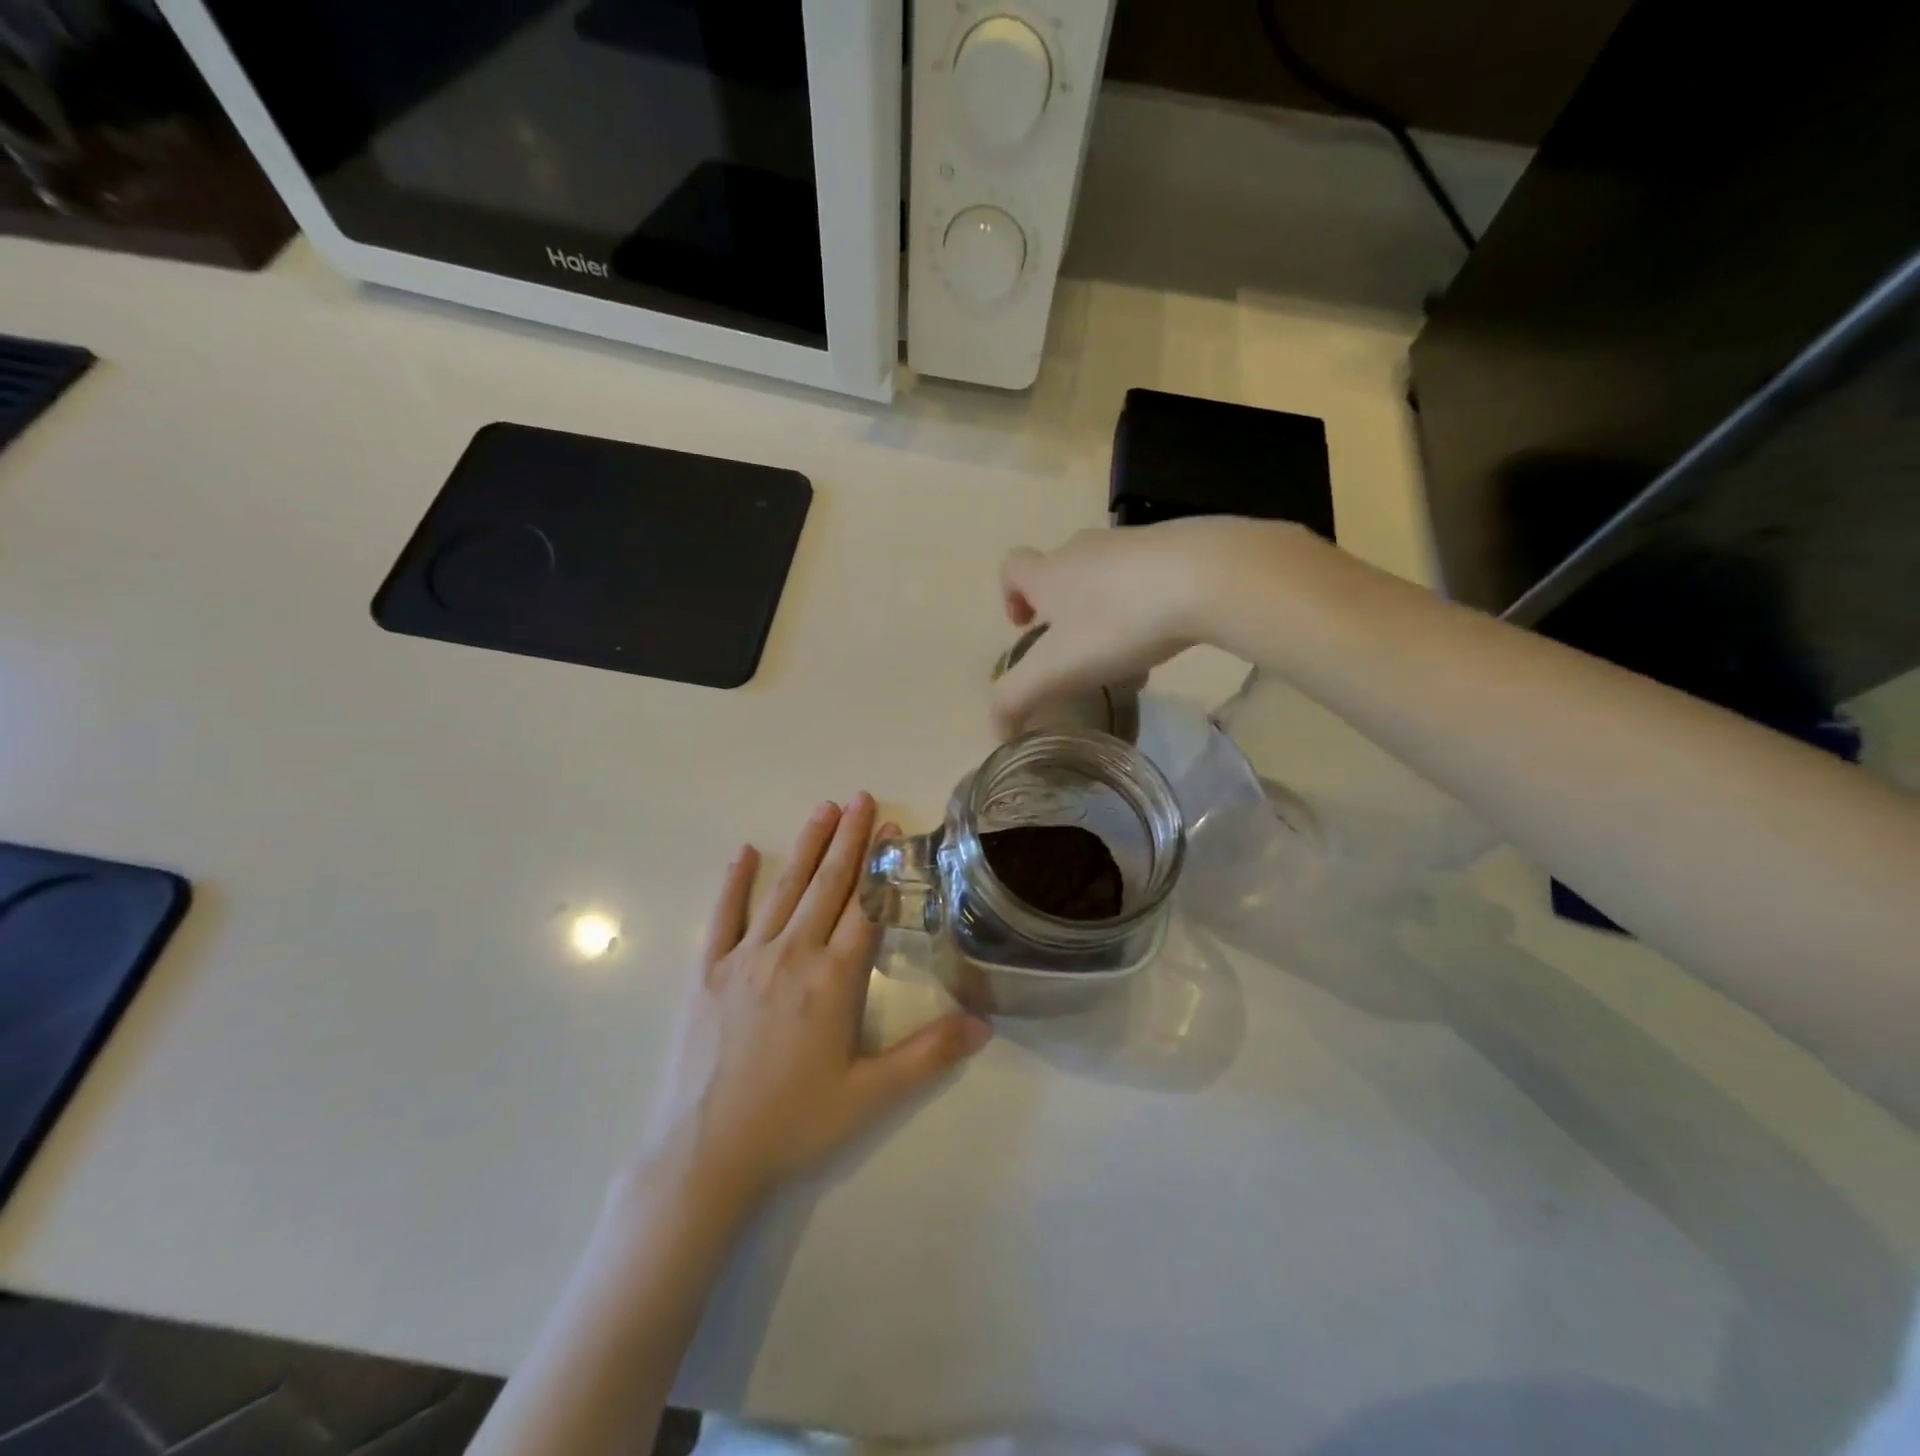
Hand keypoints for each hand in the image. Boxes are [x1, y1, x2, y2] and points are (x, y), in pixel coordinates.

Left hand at [634, 793, 991, 1220]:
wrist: (704, 1156)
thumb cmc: (792, 1124)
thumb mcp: (870, 1096)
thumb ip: (929, 1055)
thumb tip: (985, 1023)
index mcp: (832, 979)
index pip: (866, 907)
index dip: (882, 866)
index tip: (893, 828)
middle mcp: (791, 955)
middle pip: (827, 886)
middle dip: (847, 839)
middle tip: (862, 797)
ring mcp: (744, 959)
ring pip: (783, 890)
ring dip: (805, 846)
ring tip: (823, 809)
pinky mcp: (708, 973)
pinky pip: (724, 916)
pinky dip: (736, 883)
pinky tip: (745, 852)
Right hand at [986, 520, 1216, 736]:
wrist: (1207, 575)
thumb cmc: (1118, 621)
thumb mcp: (1056, 670)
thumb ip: (1016, 699)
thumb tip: (996, 729)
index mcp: (1049, 573)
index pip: (1012, 568)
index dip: (1010, 596)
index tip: (1025, 627)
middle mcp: (1083, 550)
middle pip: (1060, 573)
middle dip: (1062, 612)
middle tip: (1077, 652)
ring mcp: (1130, 543)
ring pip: (1105, 578)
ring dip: (1104, 612)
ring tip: (1125, 654)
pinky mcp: (1175, 546)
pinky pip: (1146, 577)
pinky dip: (1145, 605)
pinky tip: (1166, 636)